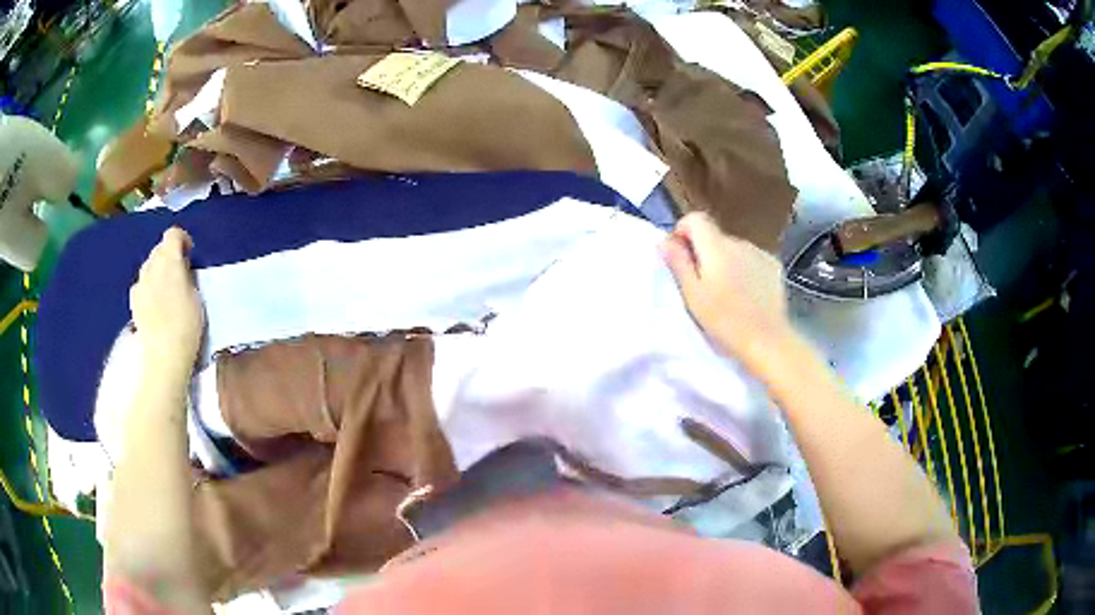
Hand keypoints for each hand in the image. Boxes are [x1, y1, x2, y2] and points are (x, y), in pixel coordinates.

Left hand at [129, 228, 203, 374]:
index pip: (173, 234)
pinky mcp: (133, 301)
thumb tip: (182, 270)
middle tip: (181, 273)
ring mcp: (140, 283)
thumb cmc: (186, 324)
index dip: (183, 239)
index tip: (190, 253)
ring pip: (149, 266)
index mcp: (169, 259)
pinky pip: (142, 285)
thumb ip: (188, 276)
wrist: (163, 355)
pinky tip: (155, 304)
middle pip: (159, 249)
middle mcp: (151, 265)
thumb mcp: (197, 296)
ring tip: (168, 290)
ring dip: (158, 271)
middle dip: (169, 255)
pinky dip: (149, 287)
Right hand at [662, 212, 792, 366]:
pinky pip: (751, 258)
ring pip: (733, 248)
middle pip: (714, 236)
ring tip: (726, 291)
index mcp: (716, 247)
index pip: (696, 218)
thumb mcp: (692, 295)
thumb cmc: (724, 321)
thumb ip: (678, 262)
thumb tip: (664, 239)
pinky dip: (744, 268)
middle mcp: (739, 242)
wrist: (767, 340)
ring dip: (725, 261)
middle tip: (702, 284)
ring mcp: (760, 252)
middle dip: (705, 252)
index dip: (683, 231)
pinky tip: (746, 292)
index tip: (680, 255)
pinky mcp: (774, 265)